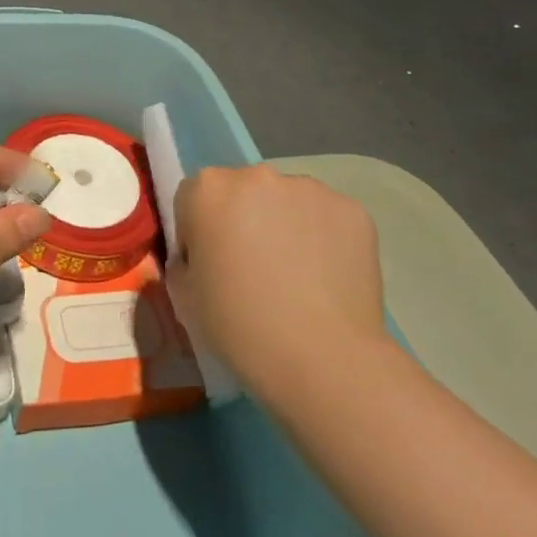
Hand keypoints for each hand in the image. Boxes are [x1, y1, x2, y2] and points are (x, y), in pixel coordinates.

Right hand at [173, 165, 384, 397]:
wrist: (325, 360)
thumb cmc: (240, 328)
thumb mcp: (185, 298)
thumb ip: (184, 262)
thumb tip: (201, 257)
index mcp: (207, 190)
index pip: (193, 199)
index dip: (198, 233)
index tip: (212, 267)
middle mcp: (256, 176)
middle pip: (241, 192)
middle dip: (243, 220)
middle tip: (254, 270)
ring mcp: (308, 188)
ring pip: (286, 201)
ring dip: (284, 225)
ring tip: (297, 277)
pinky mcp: (351, 209)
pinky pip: (326, 217)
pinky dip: (323, 238)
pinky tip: (326, 278)